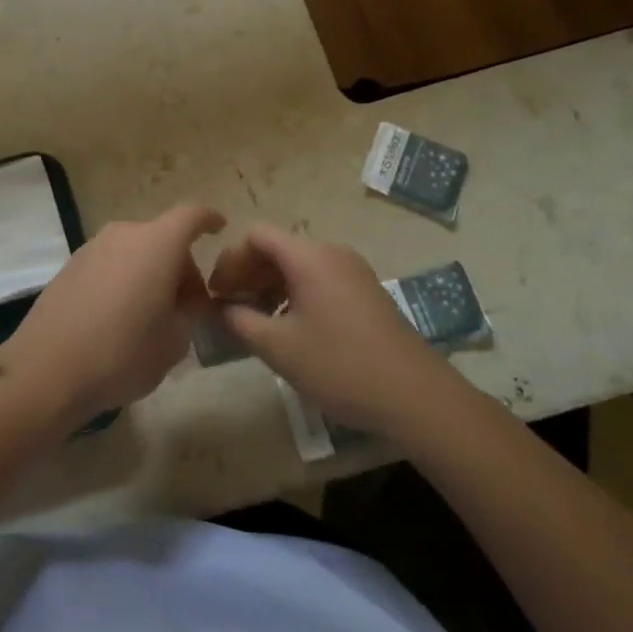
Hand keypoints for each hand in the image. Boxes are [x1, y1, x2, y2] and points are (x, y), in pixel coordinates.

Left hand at [0, 205, 225, 424]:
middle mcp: (124, 235)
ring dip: (151, 272)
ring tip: (152, 315)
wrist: (47, 369)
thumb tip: (190, 298)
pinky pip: (111, 263)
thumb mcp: (175, 340)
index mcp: (157, 244)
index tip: (219, 227)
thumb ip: (192, 311)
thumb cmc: (122, 353)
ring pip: (135, 251)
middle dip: (181, 265)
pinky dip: (125, 278)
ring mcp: (92, 247)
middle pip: (163, 238)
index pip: (191, 216)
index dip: (208, 219)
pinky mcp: (70, 266)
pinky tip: (120, 317)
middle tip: (187, 306)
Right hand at [210, 225, 450, 435]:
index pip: (256, 236)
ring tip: (257, 321)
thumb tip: (222, 308)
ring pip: (298, 265)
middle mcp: (331, 252)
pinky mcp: (366, 292)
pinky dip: (295, 293)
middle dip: (248, 273)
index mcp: (308, 256)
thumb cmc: (339, 365)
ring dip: (270, 285)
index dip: (230, 260)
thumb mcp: (278, 347)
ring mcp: (353, 271)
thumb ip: (240, 321)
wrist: (415, 396)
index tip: (217, 293)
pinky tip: (290, 328)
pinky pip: (319, 278)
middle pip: (277, 247)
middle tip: (230, 308)